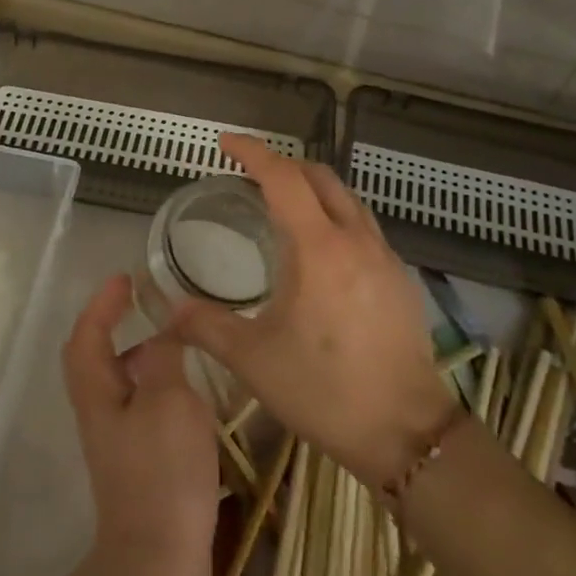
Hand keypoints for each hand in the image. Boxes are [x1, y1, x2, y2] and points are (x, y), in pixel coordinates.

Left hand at [62, 275, 220, 575]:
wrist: (157, 560)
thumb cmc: (162, 472)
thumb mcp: (170, 402)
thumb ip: (164, 360)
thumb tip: (160, 333)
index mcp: (97, 392)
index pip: (87, 334)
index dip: (102, 304)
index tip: (125, 279)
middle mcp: (99, 413)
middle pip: (94, 359)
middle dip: (113, 326)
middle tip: (146, 307)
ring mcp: (116, 442)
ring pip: (120, 384)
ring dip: (140, 357)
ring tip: (177, 345)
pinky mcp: (136, 464)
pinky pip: (140, 408)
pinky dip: (157, 388)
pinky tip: (190, 396)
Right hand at [171, 134, 458, 487]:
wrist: (406, 432)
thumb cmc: (324, 390)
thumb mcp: (253, 360)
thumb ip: (206, 326)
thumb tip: (170, 310)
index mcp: (319, 248)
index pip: (283, 177)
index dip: (252, 152)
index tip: (225, 143)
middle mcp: (356, 240)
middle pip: (320, 177)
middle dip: (282, 165)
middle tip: (249, 175)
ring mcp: (384, 257)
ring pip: (347, 199)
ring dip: (312, 188)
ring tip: (282, 204)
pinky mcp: (399, 279)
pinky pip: (363, 226)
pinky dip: (335, 216)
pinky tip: (320, 250)